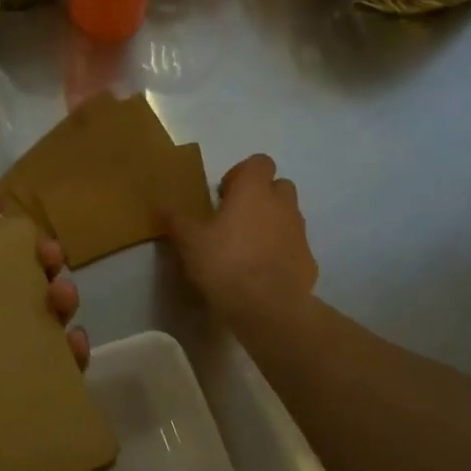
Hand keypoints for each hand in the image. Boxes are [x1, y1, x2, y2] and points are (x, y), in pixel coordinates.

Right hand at [166, 154, 317, 326]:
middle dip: (261, 197)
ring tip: (247, 248)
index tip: (224, 195)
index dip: (242, 173)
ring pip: (288, 216)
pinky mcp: (309, 261)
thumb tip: (161, 205)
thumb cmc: (225, 263)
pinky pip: (294, 247)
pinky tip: (262, 272)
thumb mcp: (189, 241)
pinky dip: (281, 252)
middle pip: (279, 186)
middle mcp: (282, 205)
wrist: (268, 308)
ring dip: (272, 223)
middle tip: (236, 219)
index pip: (259, 162)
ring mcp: (300, 233)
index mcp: (254, 191)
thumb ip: (176, 219)